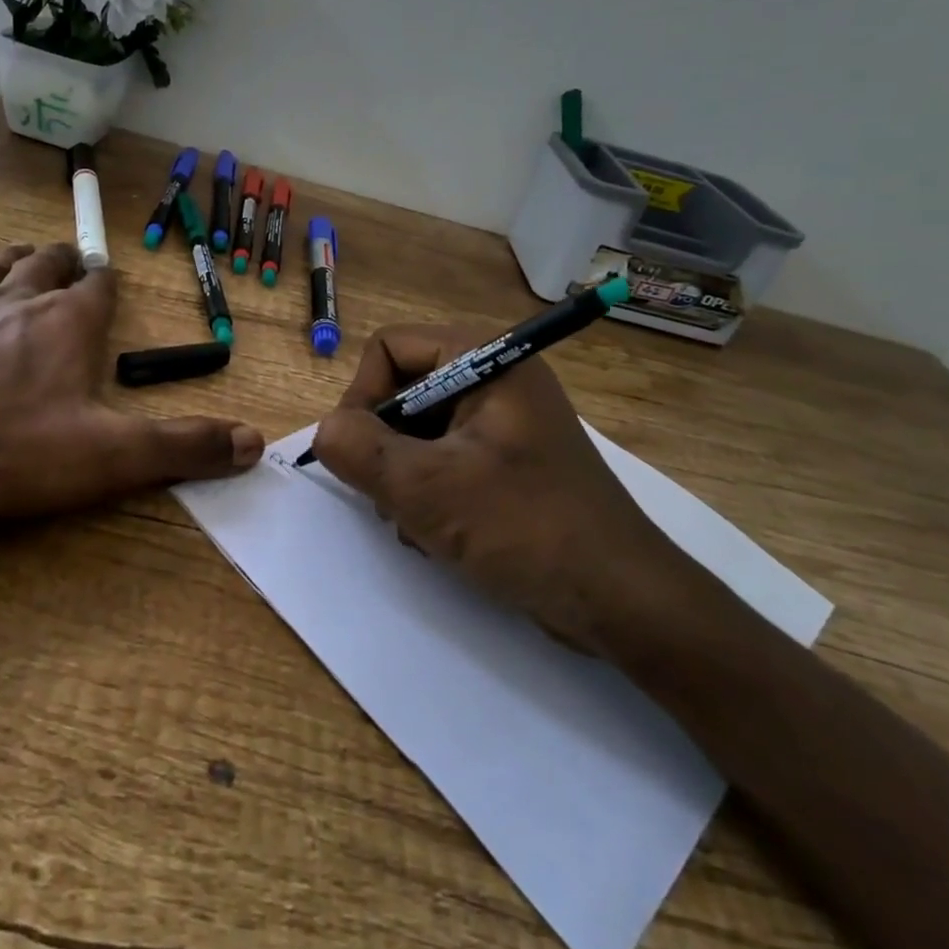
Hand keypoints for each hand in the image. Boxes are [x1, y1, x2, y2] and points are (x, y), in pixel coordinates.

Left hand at [0, 243, 262, 521]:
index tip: (110, 280)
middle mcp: (13, 302)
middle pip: (43, 266)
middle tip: (68, 261)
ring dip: (5, 260)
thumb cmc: (6, 450)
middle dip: (60, 262)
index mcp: (65, 324)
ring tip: (18, 253)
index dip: (107, 283)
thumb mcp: (108, 458)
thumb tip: (254, 441)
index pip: (98, 288)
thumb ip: (182, 447)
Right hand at [312, 324, 707, 652]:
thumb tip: (326, 432)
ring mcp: (505, 423)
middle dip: (384, 445)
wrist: (622, 601)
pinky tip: (437, 534)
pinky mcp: (509, 462)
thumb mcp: (427, 488)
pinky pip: (444, 458)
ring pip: (418, 430)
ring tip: (417, 523)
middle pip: (402, 389)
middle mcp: (496, 379)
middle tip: (389, 495)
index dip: (362, 395)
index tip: (358, 452)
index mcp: (486, 360)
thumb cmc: (526, 529)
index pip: (389, 347)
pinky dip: (428, 492)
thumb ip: (358, 450)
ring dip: (402, 476)